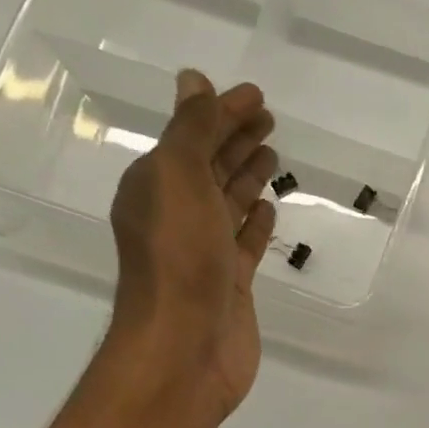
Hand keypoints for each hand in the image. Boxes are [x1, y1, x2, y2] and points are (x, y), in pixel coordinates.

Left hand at [105, 69, 277, 425]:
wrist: (186, 346)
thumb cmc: (179, 258)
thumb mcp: (178, 178)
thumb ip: (191, 131)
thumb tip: (194, 81)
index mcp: (157, 186)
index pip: (193, 136)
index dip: (222, 113)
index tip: (256, 96)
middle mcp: (178, 216)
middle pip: (210, 167)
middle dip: (236, 139)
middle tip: (268, 118)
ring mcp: (206, 253)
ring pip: (229, 203)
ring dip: (247, 176)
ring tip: (271, 153)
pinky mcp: (231, 285)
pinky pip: (244, 243)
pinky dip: (255, 223)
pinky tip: (269, 209)